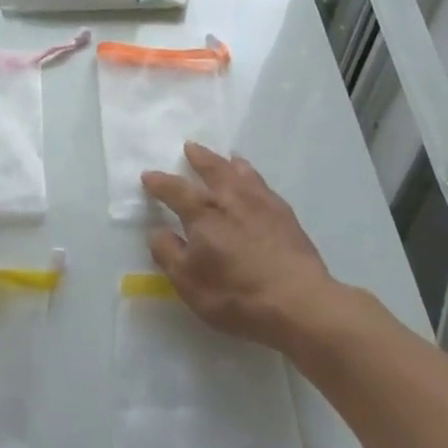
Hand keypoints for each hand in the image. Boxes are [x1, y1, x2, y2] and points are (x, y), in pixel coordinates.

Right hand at [140, 142, 339, 351]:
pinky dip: (252, 176)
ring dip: (228, 163)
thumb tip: (157, 232)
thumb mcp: (189, 283)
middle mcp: (231, 199)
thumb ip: (169, 254)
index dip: (160, 183)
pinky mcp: (285, 214)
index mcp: (203, 214)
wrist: (298, 301)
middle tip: (190, 147)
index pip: (176, 190)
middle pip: (212, 169)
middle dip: (199, 158)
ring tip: (226, 157)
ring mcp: (261, 203)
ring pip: (241, 172)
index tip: (148, 176)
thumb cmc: (236, 295)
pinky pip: (263, 185)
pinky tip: (255, 182)